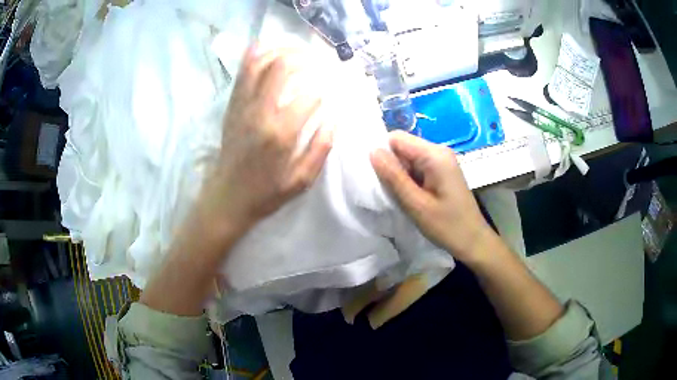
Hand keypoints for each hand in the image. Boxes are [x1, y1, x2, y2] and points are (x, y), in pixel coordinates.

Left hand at [197, 46, 332, 234]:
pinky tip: (265, 47)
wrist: (227, 197)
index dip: (323, 92)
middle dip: (303, 58)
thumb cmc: (266, 193)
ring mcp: (242, 106)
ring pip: (259, 63)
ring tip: (295, 51)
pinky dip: (253, 56)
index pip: (309, 97)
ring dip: (279, 51)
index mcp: (280, 134)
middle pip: (281, 68)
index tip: (328, 95)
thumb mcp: (301, 181)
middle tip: (316, 61)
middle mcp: (259, 113)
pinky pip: (242, 73)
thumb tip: (334, 119)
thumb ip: (321, 148)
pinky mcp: (232, 106)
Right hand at [370, 131, 492, 261]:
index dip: (383, 153)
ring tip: (401, 197)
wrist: (473, 241)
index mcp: (434, 155)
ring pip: (408, 158)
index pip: (396, 138)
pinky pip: (417, 167)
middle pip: (403, 147)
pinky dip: (409, 180)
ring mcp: (441, 161)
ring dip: (399, 175)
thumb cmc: (447, 226)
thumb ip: (394, 177)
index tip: (377, 178)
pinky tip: (411, 197)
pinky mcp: (441, 171)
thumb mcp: (416, 204)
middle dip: (391, 166)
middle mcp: (438, 151)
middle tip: (389, 192)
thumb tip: (372, 151)